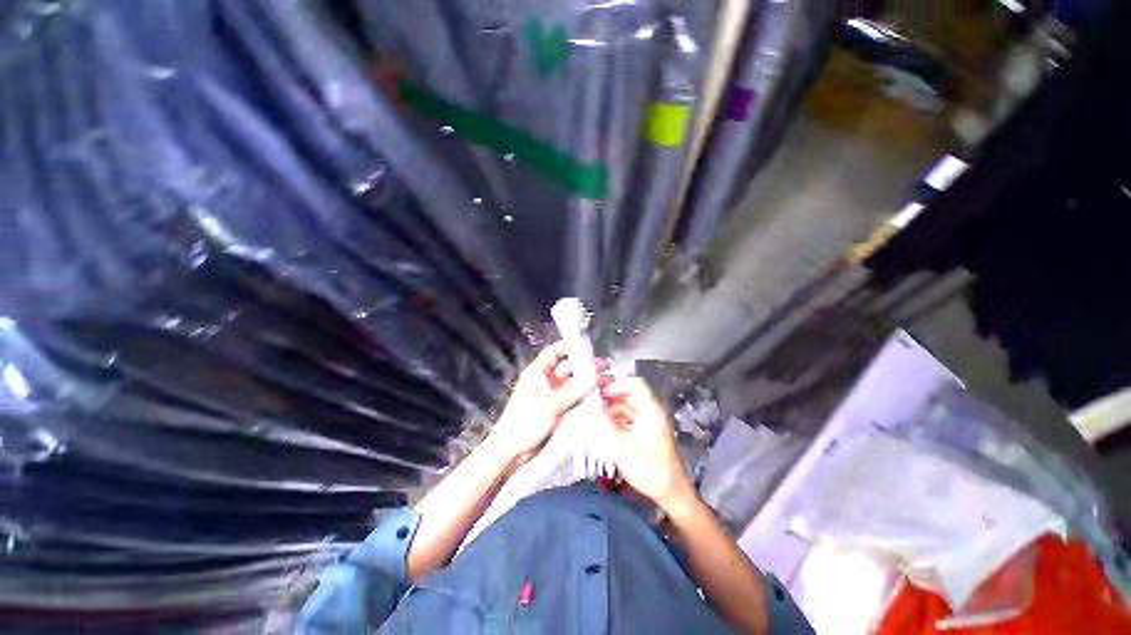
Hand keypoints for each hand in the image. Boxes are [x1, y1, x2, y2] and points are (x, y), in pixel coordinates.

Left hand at [488, 341, 599, 464]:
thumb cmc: (520, 427)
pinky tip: (591, 396)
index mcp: (535, 374)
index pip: (553, 352)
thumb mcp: (550, 407)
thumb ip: (573, 393)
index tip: (584, 344)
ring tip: (599, 380)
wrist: (511, 451)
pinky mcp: (552, 408)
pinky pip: (569, 396)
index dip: (568, 346)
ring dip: (583, 382)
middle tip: (599, 366)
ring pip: (569, 383)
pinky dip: (580, 395)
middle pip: (565, 367)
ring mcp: (547, 395)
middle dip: (582, 366)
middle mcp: (542, 382)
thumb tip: (591, 380)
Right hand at [597, 378, 693, 511]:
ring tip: (593, 415)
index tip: (599, 392)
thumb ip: (605, 427)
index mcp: (650, 411)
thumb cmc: (651, 471)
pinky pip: (629, 419)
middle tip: (591, 402)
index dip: (616, 384)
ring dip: (611, 408)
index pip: (635, 384)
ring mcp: (649, 423)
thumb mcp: (623, 449)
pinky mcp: (646, 434)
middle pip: (629, 394)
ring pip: (628, 407)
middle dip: (610, 397)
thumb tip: (589, 409)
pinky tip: (603, 428)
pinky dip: (616, 419)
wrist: (671, 493)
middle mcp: (651, 413)